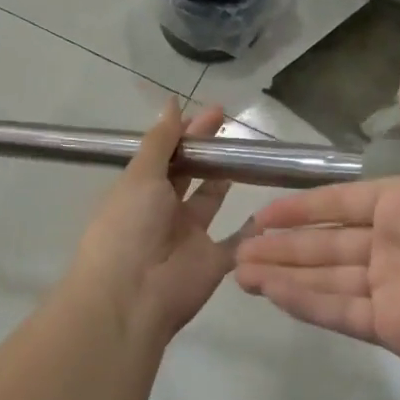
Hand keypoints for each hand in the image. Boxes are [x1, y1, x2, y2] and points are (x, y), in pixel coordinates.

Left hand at [67, 100, 234, 344]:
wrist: (132, 296)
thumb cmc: (129, 227)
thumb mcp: (141, 176)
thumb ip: (160, 141)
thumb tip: (172, 103)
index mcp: (140, 191)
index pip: (167, 154)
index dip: (187, 133)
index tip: (212, 112)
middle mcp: (163, 211)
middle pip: (190, 174)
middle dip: (208, 150)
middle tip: (231, 124)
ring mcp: (189, 237)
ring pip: (211, 201)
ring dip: (226, 179)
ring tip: (250, 152)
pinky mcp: (213, 261)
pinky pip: (238, 241)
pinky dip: (253, 228)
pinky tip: (271, 205)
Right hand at [236, 73, 399, 387]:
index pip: (338, 203)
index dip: (300, 208)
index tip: (260, 213)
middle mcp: (391, 245)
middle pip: (325, 243)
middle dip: (281, 246)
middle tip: (236, 249)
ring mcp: (389, 288)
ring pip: (324, 277)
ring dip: (283, 274)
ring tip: (239, 272)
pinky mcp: (391, 328)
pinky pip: (339, 311)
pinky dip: (304, 303)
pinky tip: (270, 294)